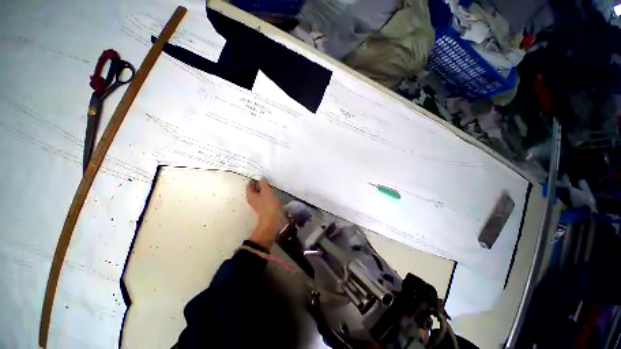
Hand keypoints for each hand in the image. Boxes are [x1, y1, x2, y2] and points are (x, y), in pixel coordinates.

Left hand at [246, 177, 283, 248]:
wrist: (272, 220)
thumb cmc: (268, 205)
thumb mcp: (267, 191)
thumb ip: (264, 183)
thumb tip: (262, 177)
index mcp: (250, 195)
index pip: (249, 184)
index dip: (254, 179)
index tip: (260, 174)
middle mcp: (252, 199)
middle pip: (254, 189)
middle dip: (259, 183)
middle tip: (266, 178)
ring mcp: (258, 203)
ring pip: (259, 193)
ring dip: (263, 188)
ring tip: (270, 184)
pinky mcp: (263, 207)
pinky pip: (264, 197)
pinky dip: (266, 193)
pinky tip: (272, 192)